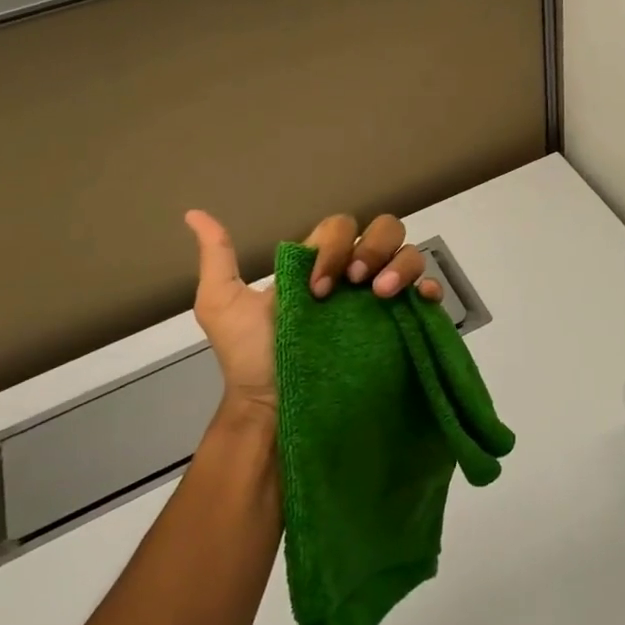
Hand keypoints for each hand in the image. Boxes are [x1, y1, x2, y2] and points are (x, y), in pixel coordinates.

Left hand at [184, 210, 441, 420]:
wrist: (275, 411)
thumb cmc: (251, 359)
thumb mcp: (223, 305)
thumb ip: (217, 258)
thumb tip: (194, 214)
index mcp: (321, 265)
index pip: (341, 227)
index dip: (334, 246)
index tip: (316, 288)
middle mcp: (356, 276)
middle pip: (385, 231)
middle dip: (374, 247)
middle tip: (355, 282)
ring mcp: (382, 301)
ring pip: (410, 255)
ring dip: (402, 265)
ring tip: (382, 295)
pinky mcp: (402, 327)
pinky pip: (429, 296)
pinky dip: (430, 289)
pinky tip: (419, 300)